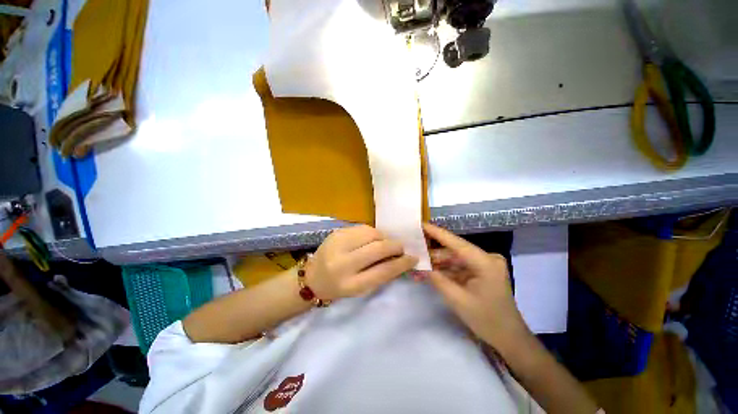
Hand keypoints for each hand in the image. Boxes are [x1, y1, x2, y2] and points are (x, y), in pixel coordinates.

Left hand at [305, 225, 417, 299]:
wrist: (312, 276)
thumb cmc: (338, 287)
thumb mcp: (360, 289)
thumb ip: (381, 274)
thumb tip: (401, 259)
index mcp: (350, 284)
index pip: (383, 271)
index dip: (402, 264)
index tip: (413, 258)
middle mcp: (343, 263)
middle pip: (378, 248)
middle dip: (395, 246)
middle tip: (400, 248)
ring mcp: (338, 244)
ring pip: (372, 233)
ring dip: (384, 238)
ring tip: (384, 243)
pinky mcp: (337, 232)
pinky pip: (363, 228)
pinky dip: (372, 233)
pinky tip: (371, 239)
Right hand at [423, 223, 529, 351]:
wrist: (509, 338)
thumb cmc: (487, 320)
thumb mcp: (457, 300)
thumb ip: (437, 279)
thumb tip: (420, 265)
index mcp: (485, 263)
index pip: (456, 242)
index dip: (436, 232)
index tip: (420, 224)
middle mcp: (486, 258)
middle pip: (453, 251)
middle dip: (432, 254)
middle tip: (413, 253)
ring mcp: (484, 265)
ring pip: (454, 259)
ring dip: (436, 264)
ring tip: (417, 267)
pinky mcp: (480, 272)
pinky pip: (458, 267)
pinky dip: (444, 271)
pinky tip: (429, 274)